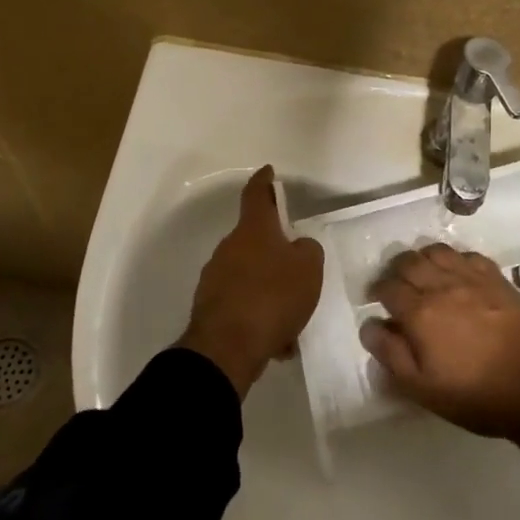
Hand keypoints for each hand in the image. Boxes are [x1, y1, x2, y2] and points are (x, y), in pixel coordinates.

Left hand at [178, 165, 323, 396]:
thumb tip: (297, 248)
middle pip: (255, 240)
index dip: (264, 181)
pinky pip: (243, 305)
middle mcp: (229, 247)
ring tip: (292, 319)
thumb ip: (308, 250)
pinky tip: (277, 342)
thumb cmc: (273, 297)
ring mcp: (215, 278)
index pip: (257, 194)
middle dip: (275, 252)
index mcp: (253, 230)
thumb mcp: (309, 268)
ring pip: (250, 277)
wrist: (227, 348)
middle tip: (297, 270)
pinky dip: (260, 317)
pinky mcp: (210, 308)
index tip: (268, 171)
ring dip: (270, 291)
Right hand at [361, 245, 519, 472]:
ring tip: (423, 275)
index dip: (376, 290)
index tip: (375, 300)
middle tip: (396, 286)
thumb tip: (369, 326)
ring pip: (436, 251)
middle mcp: (442, 285)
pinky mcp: (497, 278)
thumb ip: (391, 354)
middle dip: (395, 270)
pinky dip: (454, 260)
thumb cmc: (474, 394)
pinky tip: (457, 274)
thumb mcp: (422, 388)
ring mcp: (472, 278)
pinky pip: (467, 255)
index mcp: (420, 312)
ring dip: (422, 259)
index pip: (387, 287)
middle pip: (408, 261)